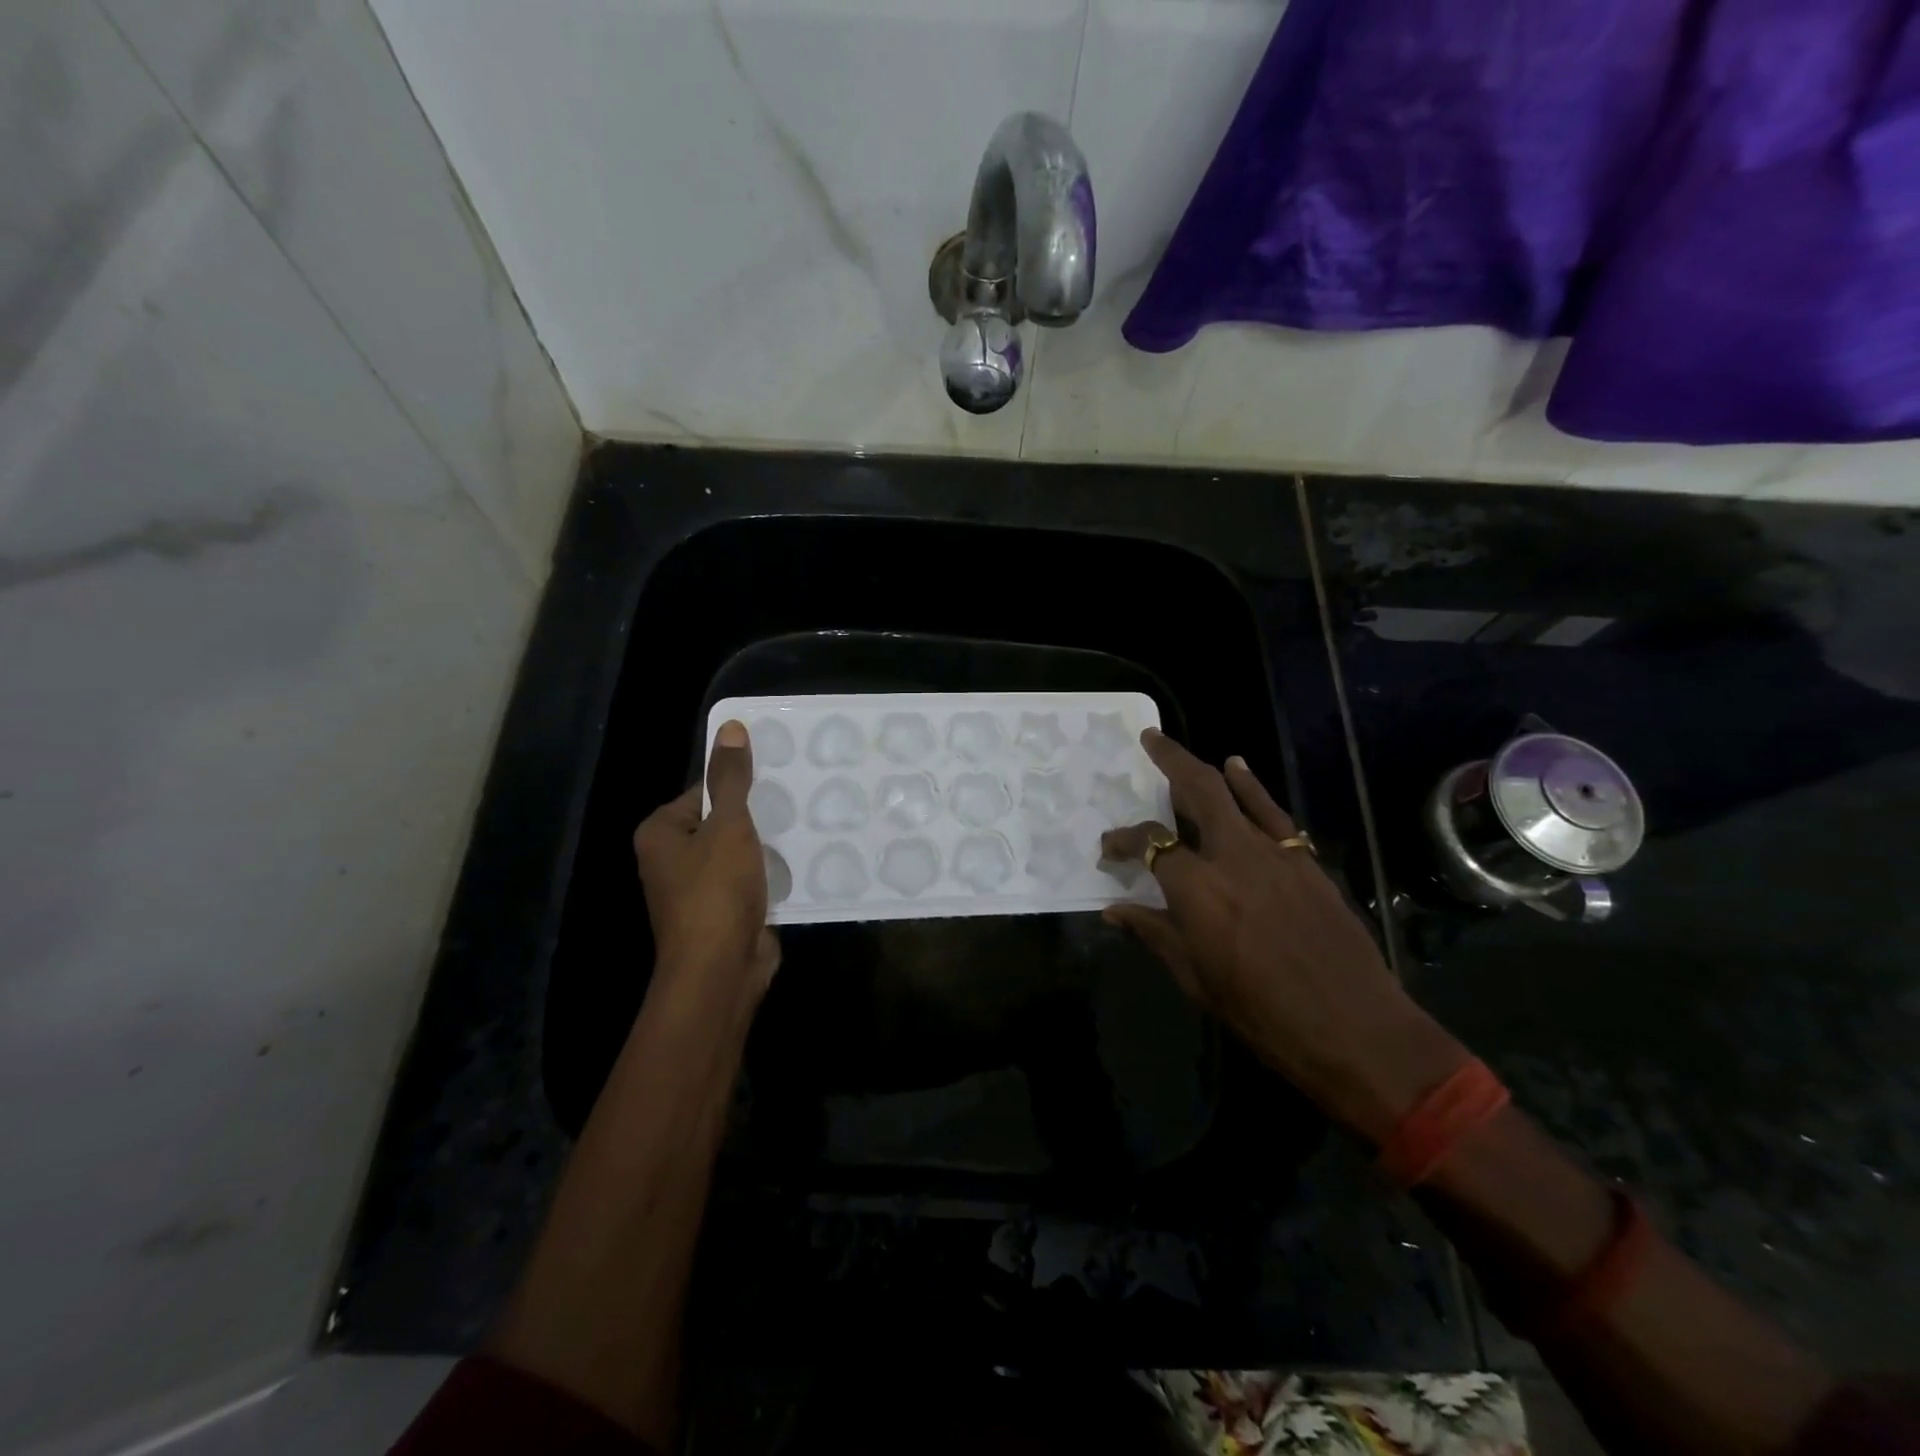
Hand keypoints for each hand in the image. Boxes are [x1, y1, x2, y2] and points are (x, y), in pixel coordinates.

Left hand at [632, 720, 780, 1014]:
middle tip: (797, 800)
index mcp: (661, 833)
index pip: (703, 791)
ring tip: (805, 825)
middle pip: (722, 821)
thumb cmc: (715, 892)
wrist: (721, 971)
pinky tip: (801, 861)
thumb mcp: (728, 826)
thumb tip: (730, 726)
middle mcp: (672, 859)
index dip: (738, 785)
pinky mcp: (723, 911)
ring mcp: (698, 889)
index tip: (777, 780)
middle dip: (757, 815)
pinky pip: (749, 879)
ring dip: (767, 845)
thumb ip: (731, 778)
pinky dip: (770, 872)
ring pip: (739, 852)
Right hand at [1102, 730, 1466, 1142]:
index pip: (1149, 844)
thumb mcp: (1195, 978)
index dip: (1123, 841)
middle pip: (1196, 790)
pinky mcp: (1304, 860)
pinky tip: (1239, 768)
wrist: (1354, 1029)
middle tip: (1148, 739)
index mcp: (1197, 889)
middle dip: (1168, 760)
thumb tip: (1114, 910)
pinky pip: (1273, 812)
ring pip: (1233, 793)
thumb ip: (1154, 932)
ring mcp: (1274, 852)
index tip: (1108, 848)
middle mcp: (1232, 856)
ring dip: (1204, 767)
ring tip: (1177, 750)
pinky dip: (1252, 786)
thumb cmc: (1262, 1014)